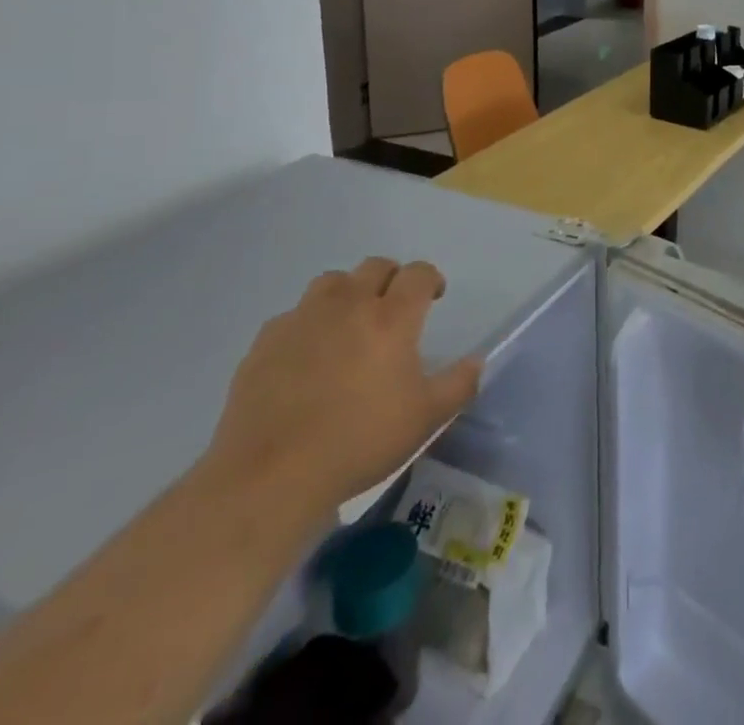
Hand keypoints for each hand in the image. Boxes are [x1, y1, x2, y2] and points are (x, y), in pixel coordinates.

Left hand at [204, 258, 482, 517]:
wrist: (270, 476)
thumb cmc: (359, 441)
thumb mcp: (425, 419)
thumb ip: (459, 384)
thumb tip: (478, 361)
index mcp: (392, 317)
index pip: (418, 273)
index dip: (430, 279)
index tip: (433, 298)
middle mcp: (349, 304)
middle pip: (375, 266)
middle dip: (391, 279)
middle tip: (394, 309)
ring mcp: (303, 319)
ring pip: (332, 282)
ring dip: (348, 292)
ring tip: (349, 324)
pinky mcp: (266, 341)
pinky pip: (293, 315)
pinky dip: (307, 324)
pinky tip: (307, 355)